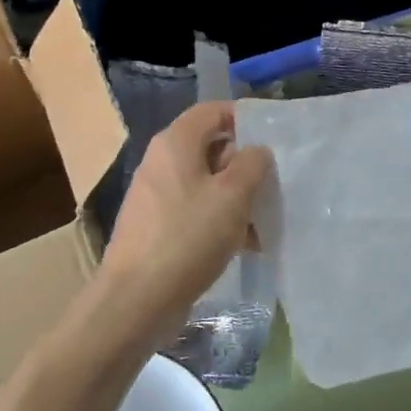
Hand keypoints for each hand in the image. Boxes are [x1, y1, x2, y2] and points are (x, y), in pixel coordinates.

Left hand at [95, 102, 272, 348]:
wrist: (136, 299)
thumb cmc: (188, 237)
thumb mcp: (232, 195)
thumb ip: (252, 164)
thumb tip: (256, 151)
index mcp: (176, 142)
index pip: (213, 110)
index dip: (245, 119)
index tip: (274, 141)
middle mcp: (163, 161)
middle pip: (212, 147)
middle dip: (245, 165)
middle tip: (274, 187)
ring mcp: (157, 195)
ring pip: (207, 183)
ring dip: (237, 198)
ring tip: (264, 223)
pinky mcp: (158, 226)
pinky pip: (196, 210)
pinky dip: (220, 220)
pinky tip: (245, 245)